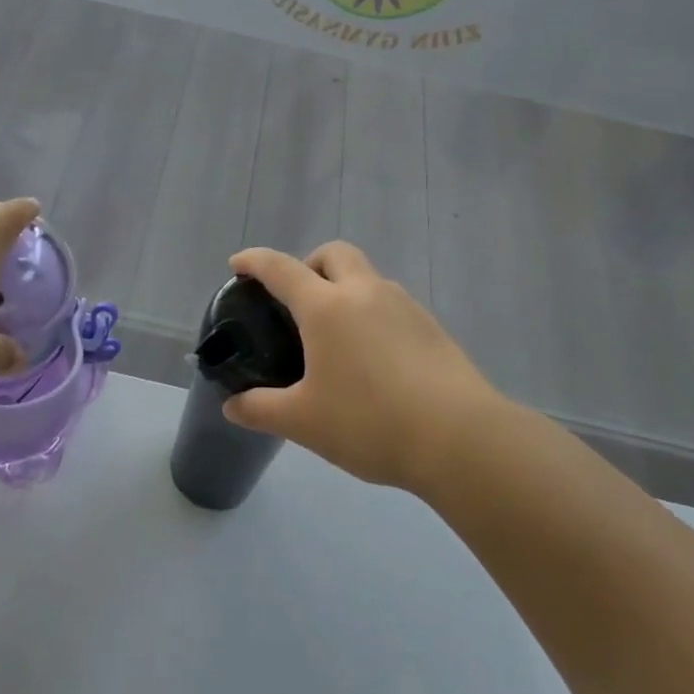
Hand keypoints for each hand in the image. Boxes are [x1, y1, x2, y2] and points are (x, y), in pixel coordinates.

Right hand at [222, 241, 508, 491]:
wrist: (460, 439)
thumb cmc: (369, 422)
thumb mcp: (303, 422)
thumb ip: (261, 409)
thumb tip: (233, 406)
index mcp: (326, 307)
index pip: (281, 268)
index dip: (254, 261)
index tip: (238, 264)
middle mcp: (366, 293)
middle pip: (334, 254)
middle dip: (309, 264)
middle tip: (296, 300)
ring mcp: (405, 306)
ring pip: (367, 277)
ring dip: (344, 289)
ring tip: (334, 338)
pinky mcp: (432, 327)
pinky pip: (391, 305)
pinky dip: (371, 314)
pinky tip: (371, 359)